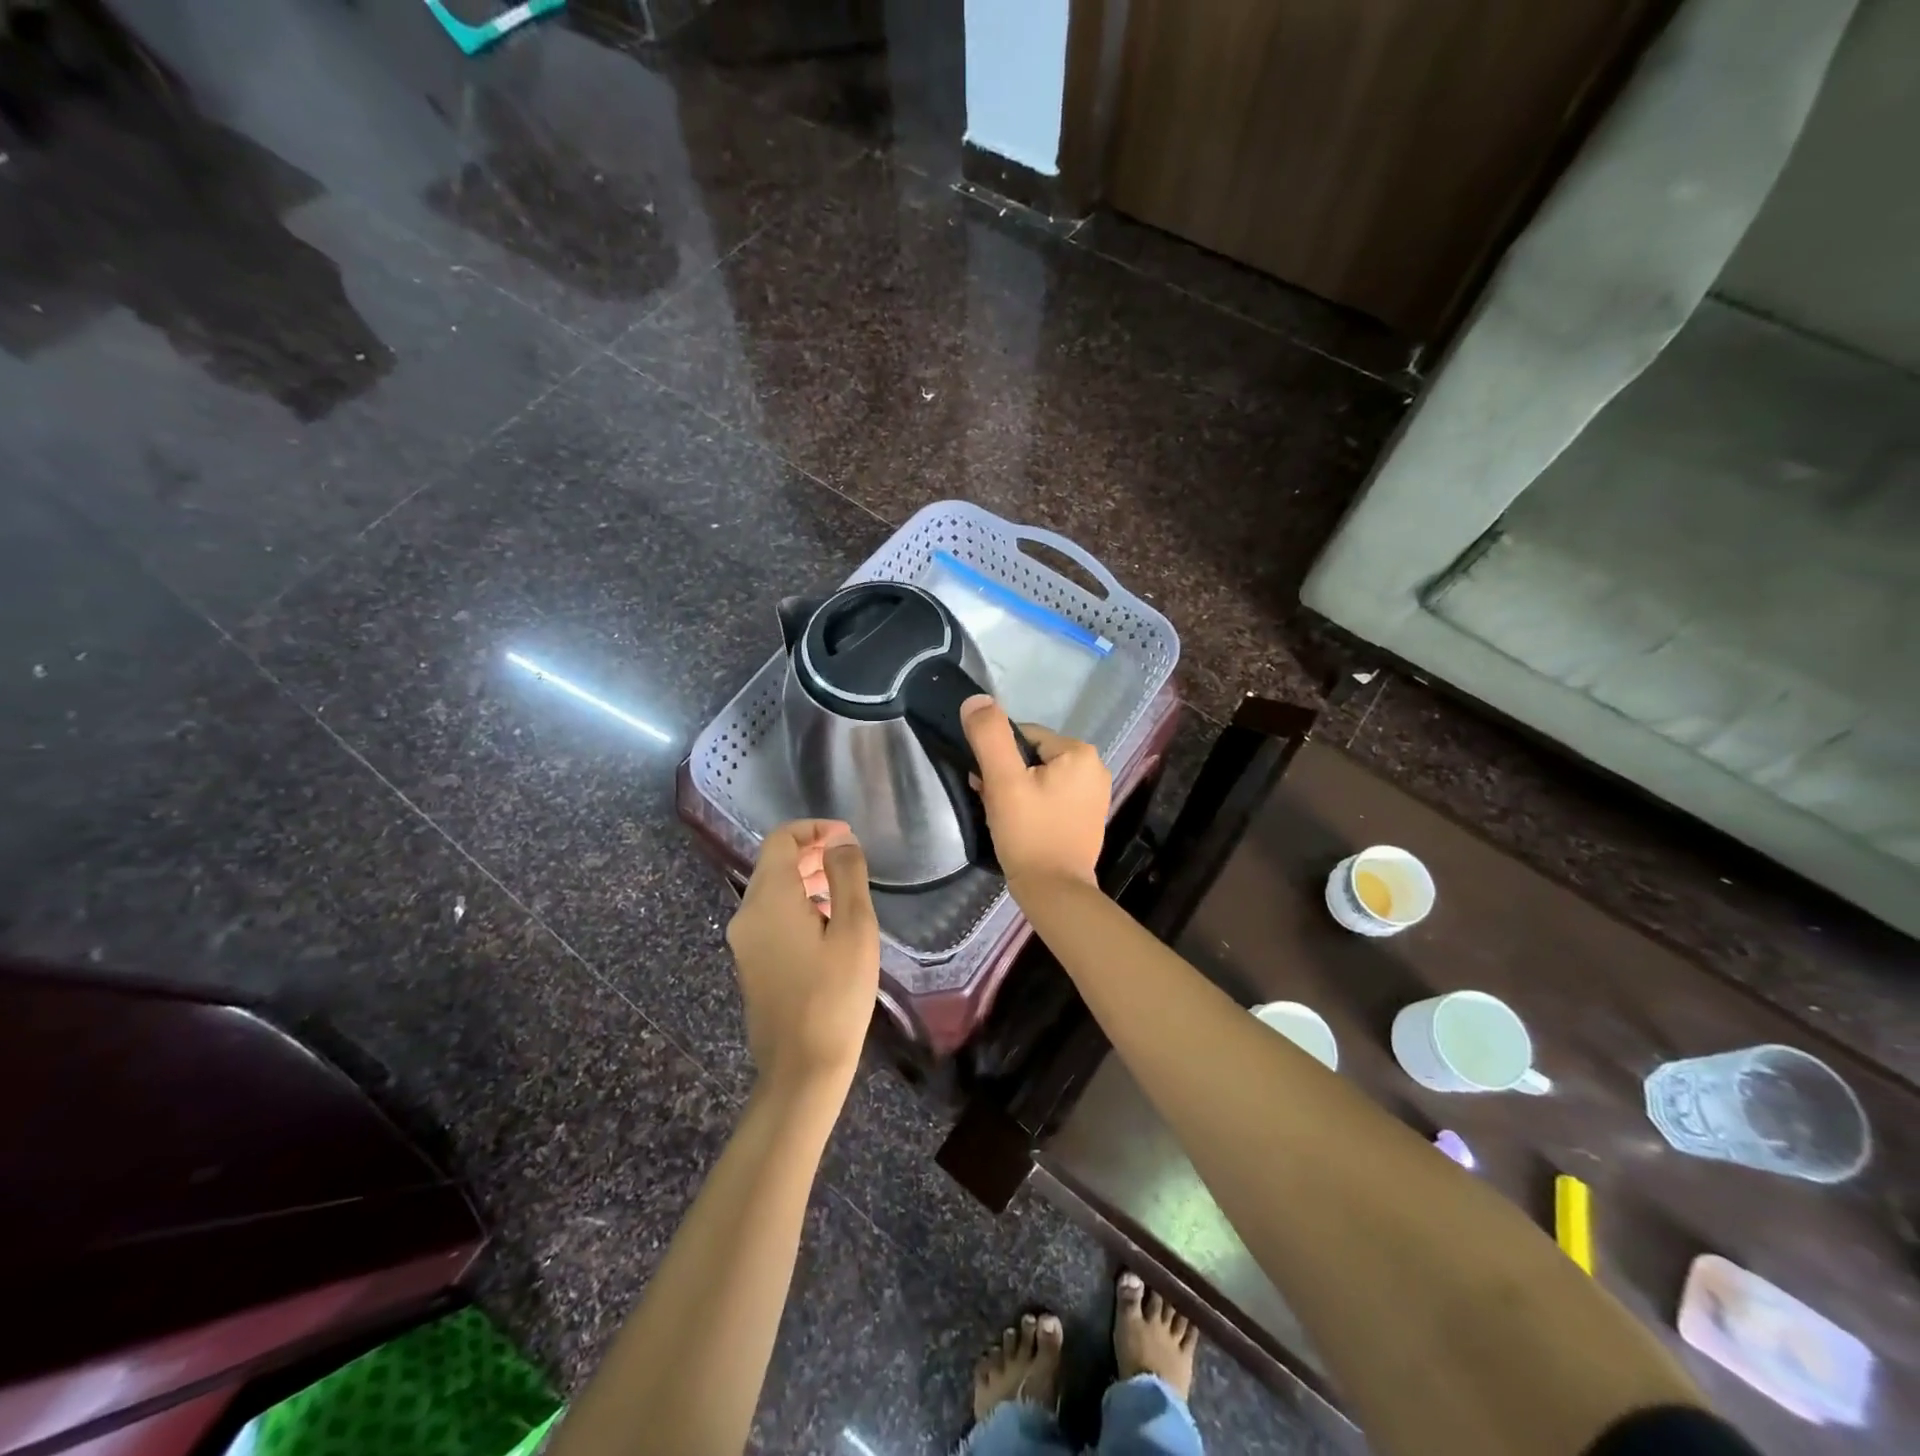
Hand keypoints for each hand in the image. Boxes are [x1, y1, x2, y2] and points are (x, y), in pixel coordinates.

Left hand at [727, 820, 879, 1093]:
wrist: (801, 1069)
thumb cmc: (835, 995)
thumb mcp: (854, 929)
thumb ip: (846, 876)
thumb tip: (840, 841)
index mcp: (769, 899)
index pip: (780, 840)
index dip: (813, 829)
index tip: (847, 836)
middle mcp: (746, 914)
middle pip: (773, 863)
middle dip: (810, 851)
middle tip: (849, 857)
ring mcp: (744, 941)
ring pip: (771, 890)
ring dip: (804, 877)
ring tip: (843, 886)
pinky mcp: (750, 962)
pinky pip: (769, 916)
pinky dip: (795, 903)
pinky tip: (826, 921)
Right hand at [961, 696, 1109, 891]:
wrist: (1054, 892)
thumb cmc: (1029, 833)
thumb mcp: (1003, 781)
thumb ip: (989, 736)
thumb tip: (977, 699)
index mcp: (1079, 752)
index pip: (1023, 736)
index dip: (998, 758)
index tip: (987, 785)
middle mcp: (1094, 768)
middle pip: (1032, 757)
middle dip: (1007, 776)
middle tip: (992, 803)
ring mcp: (1094, 795)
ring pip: (1039, 778)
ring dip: (1015, 791)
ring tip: (1003, 817)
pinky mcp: (1088, 818)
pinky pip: (1051, 798)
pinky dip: (1032, 806)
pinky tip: (1020, 826)